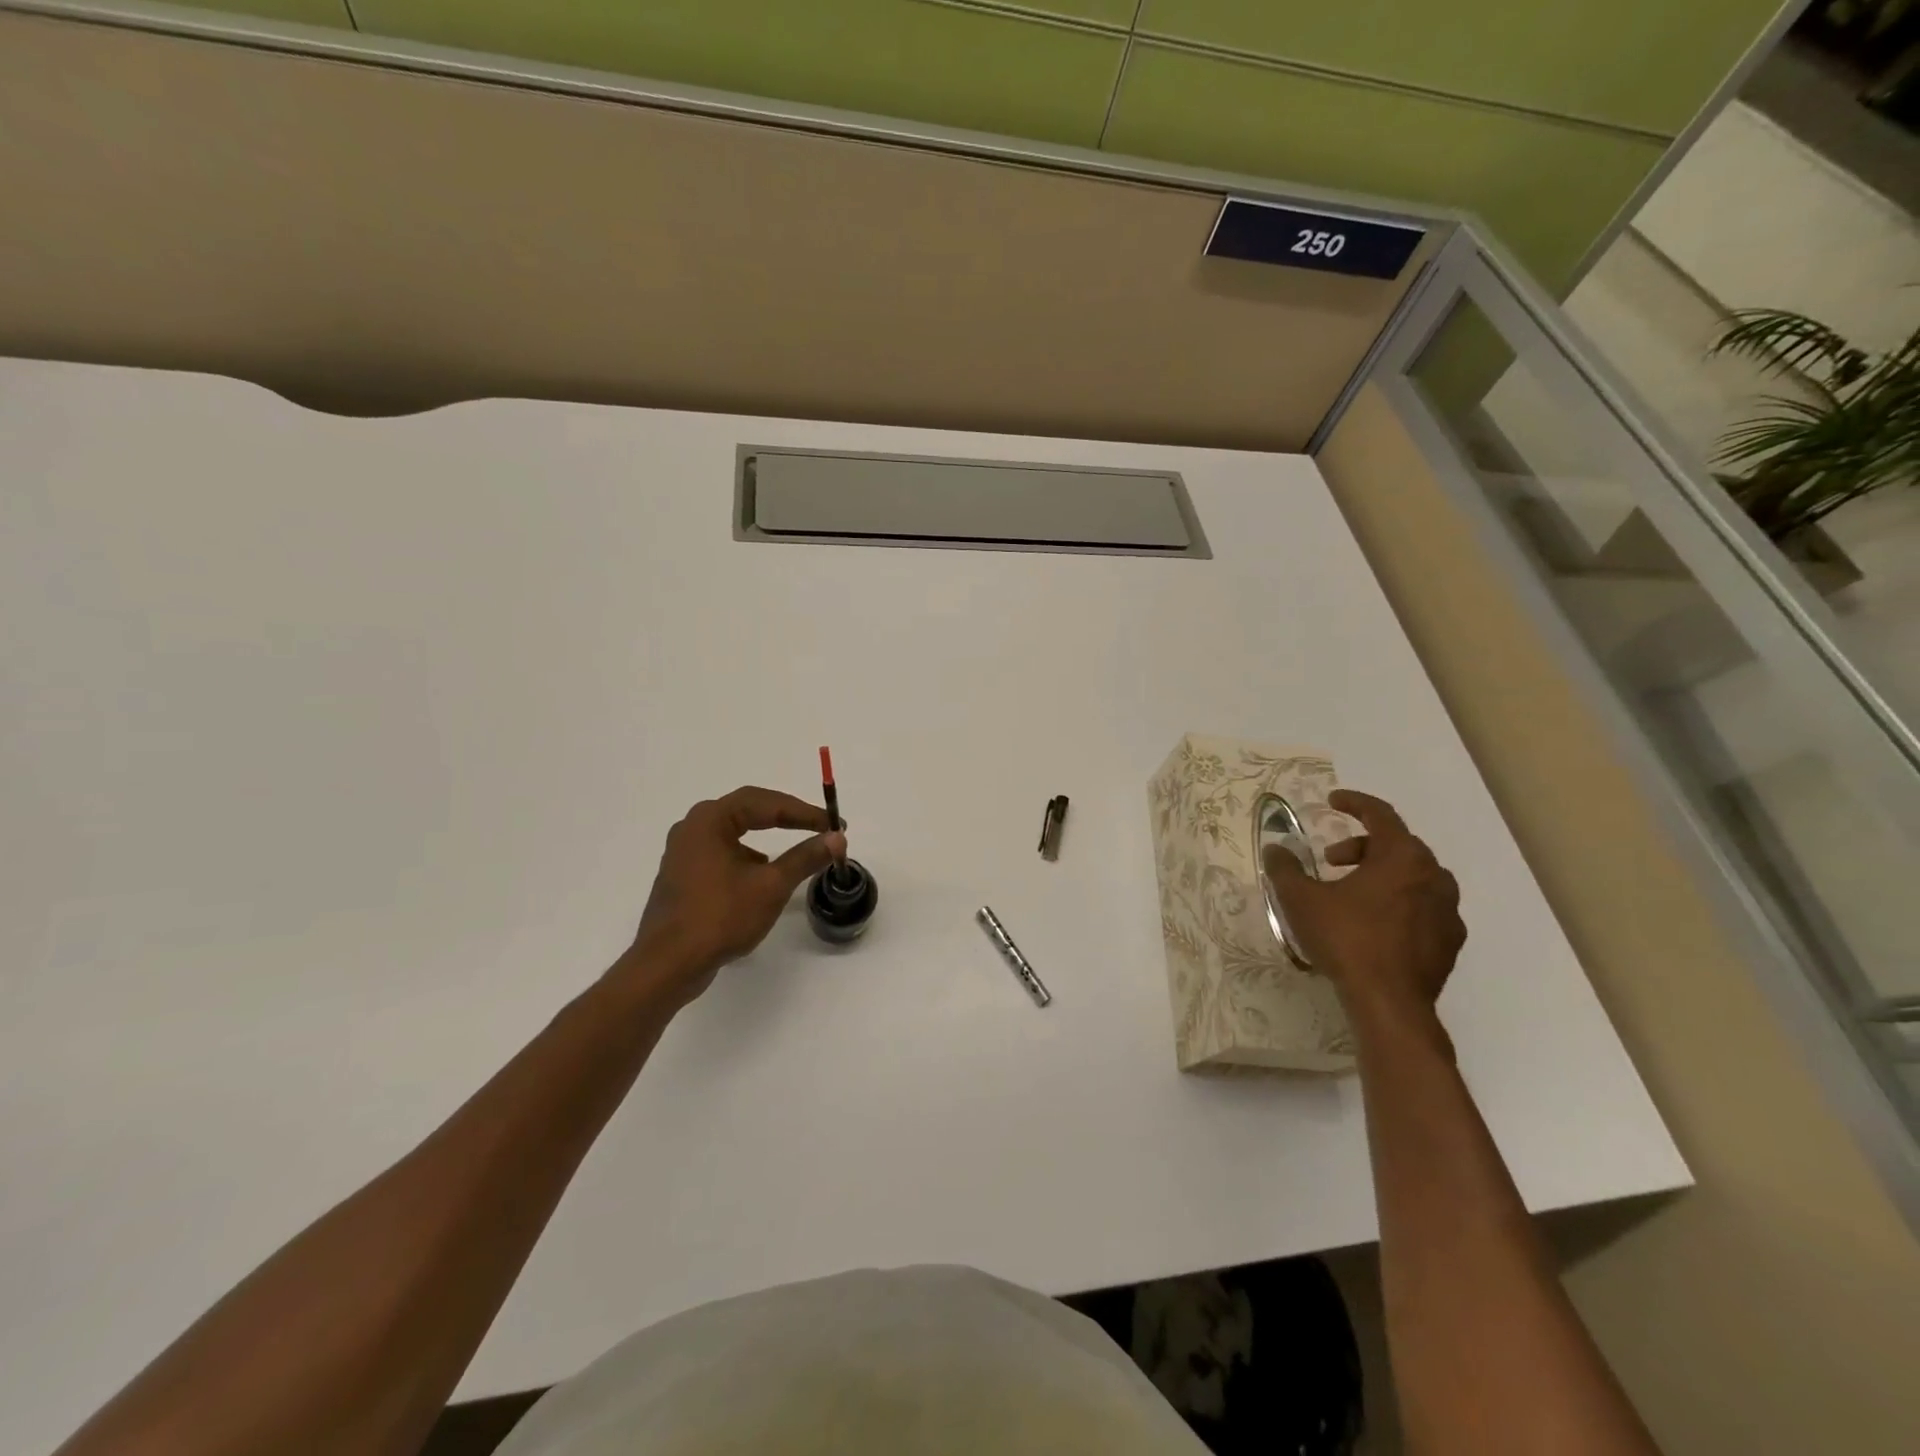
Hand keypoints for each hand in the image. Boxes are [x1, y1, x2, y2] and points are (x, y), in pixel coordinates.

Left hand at [624, 786, 845, 1006]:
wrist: (668, 965)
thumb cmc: (720, 917)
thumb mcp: (771, 886)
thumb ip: (805, 857)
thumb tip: (837, 838)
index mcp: (710, 820)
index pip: (765, 803)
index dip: (804, 812)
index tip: (834, 824)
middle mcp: (692, 828)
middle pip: (747, 810)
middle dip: (786, 817)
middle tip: (819, 827)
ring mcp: (683, 853)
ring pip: (734, 832)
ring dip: (766, 837)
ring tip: (796, 850)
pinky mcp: (683, 876)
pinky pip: (723, 853)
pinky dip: (748, 857)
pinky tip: (762, 876)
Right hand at [1264, 789, 1464, 1028]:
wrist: (1389, 1003)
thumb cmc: (1346, 939)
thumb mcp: (1301, 899)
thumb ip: (1285, 869)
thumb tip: (1275, 849)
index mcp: (1402, 857)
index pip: (1381, 814)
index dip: (1354, 803)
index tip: (1333, 801)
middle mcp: (1433, 876)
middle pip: (1398, 845)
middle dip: (1362, 846)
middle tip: (1332, 861)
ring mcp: (1447, 910)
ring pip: (1415, 876)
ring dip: (1383, 874)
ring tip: (1353, 892)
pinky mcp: (1450, 941)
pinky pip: (1424, 906)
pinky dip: (1400, 902)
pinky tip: (1375, 923)